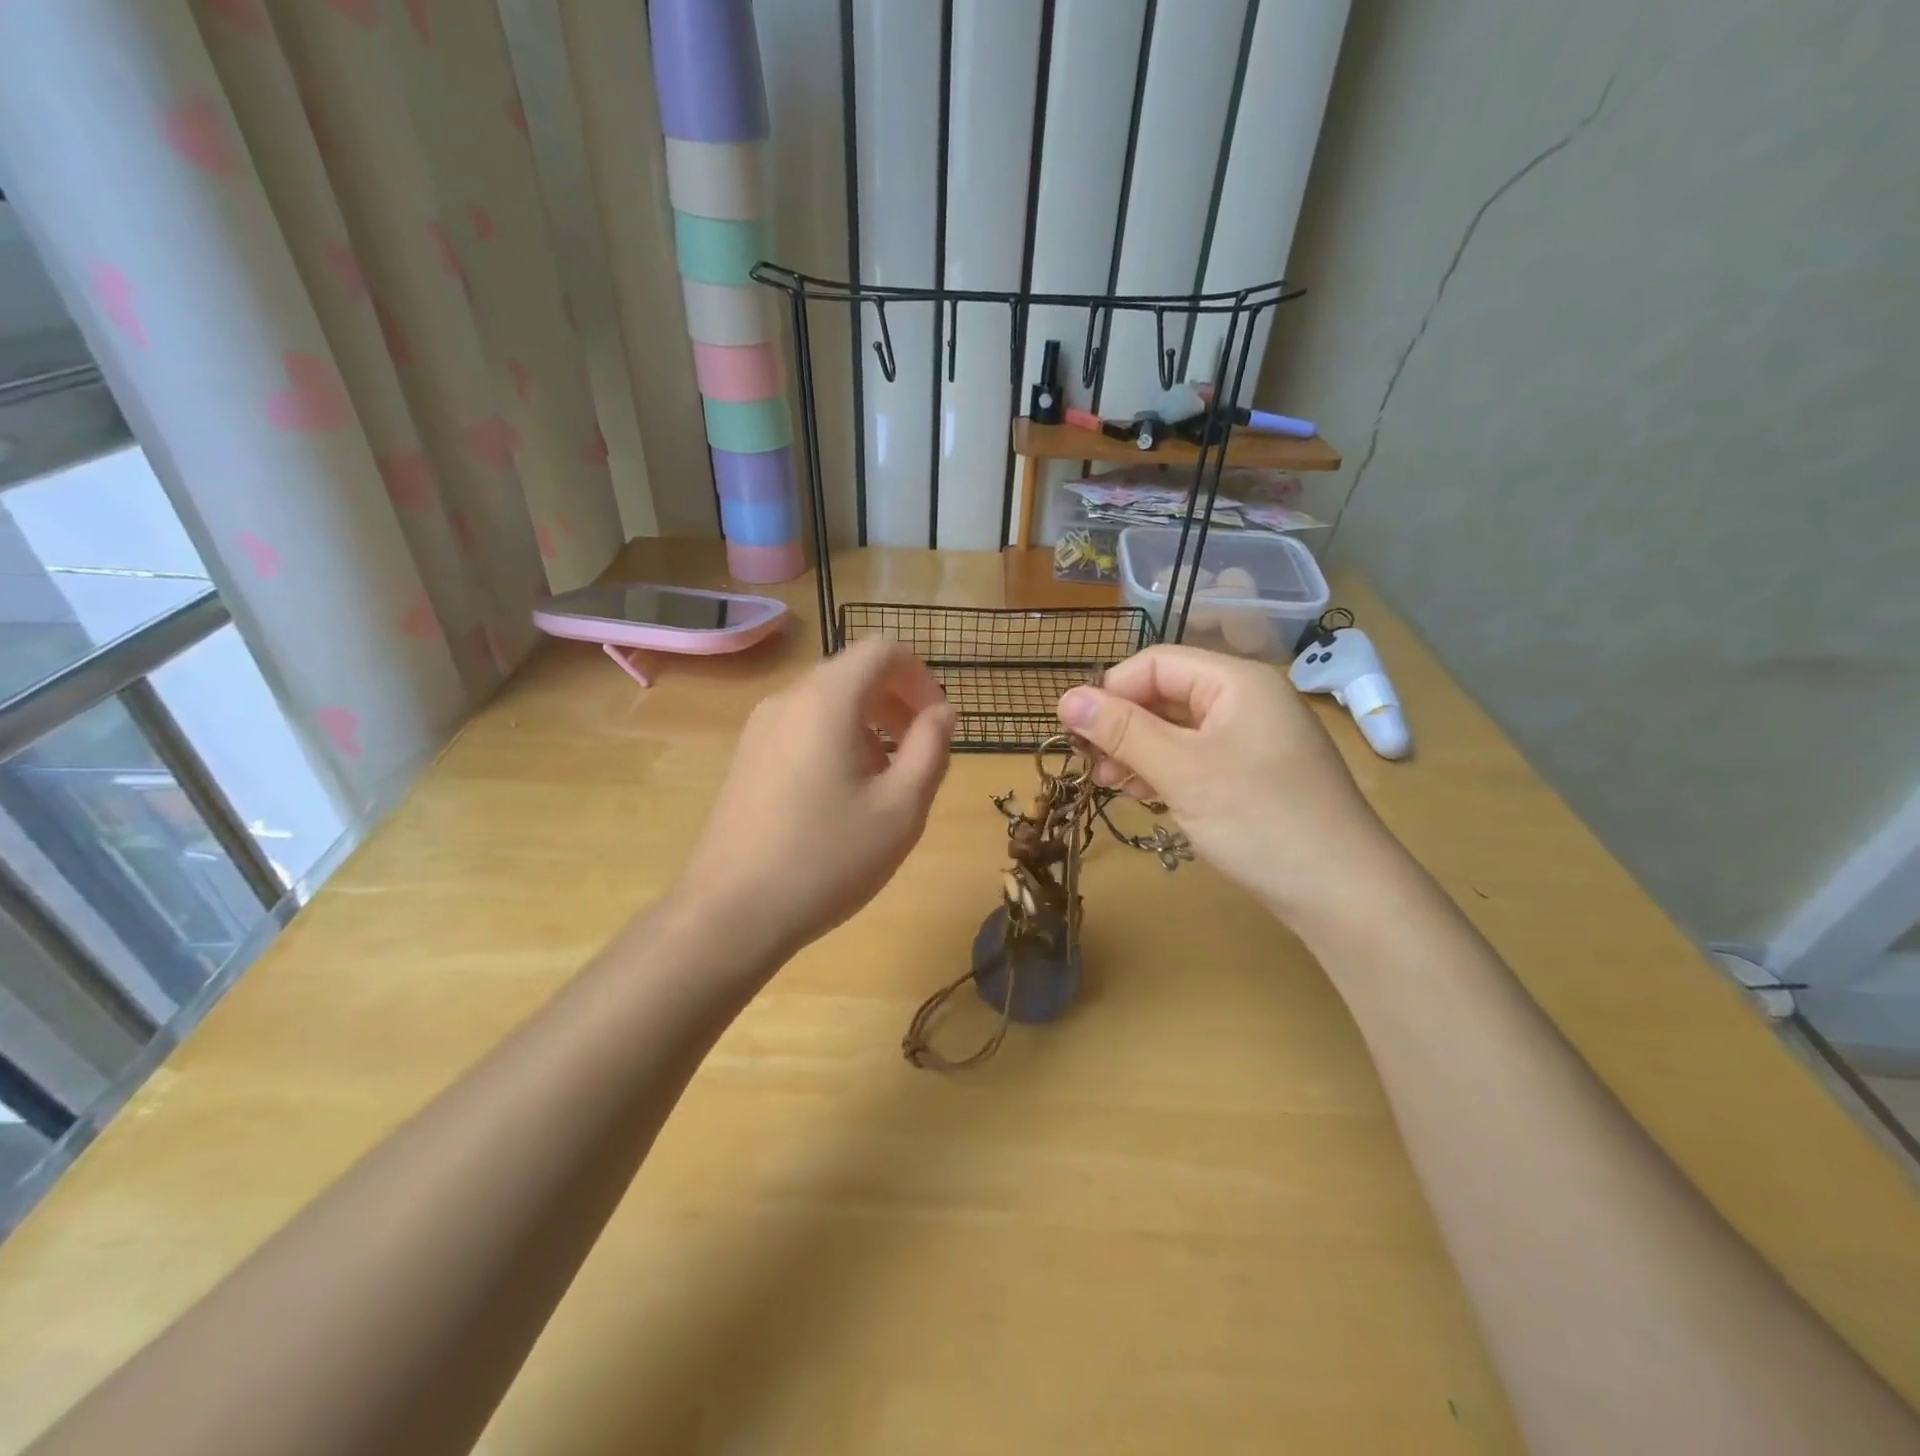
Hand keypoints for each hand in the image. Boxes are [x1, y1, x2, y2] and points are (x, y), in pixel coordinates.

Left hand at [677, 638, 954, 964]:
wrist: (730, 913)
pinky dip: (837, 739)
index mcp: (826, 701)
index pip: (882, 650)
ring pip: (828, 702)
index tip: (938, 723)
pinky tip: (843, 795)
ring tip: (886, 781)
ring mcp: (760, 728)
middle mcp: (788, 700)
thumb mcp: (901, 809)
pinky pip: (803, 727)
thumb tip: (942, 713)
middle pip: (854, 673)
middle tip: (921, 753)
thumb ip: (931, 749)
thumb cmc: (827, 859)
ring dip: (869, 724)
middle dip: (897, 702)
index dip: (921, 677)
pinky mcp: (747, 757)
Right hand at [1057, 646, 1404, 927]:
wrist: (1343, 894)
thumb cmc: (1260, 820)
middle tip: (1090, 766)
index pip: (1155, 664)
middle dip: (1122, 726)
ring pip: (1176, 729)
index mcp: (1236, 681)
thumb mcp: (1182, 771)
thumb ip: (1122, 731)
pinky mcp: (1253, 774)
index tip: (1075, 733)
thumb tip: (1065, 698)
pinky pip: (1196, 757)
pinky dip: (1164, 771)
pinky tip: (1143, 794)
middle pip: (1165, 695)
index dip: (1111, 692)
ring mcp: (1252, 739)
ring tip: (1109, 784)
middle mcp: (1245, 700)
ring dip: (1137, 751)